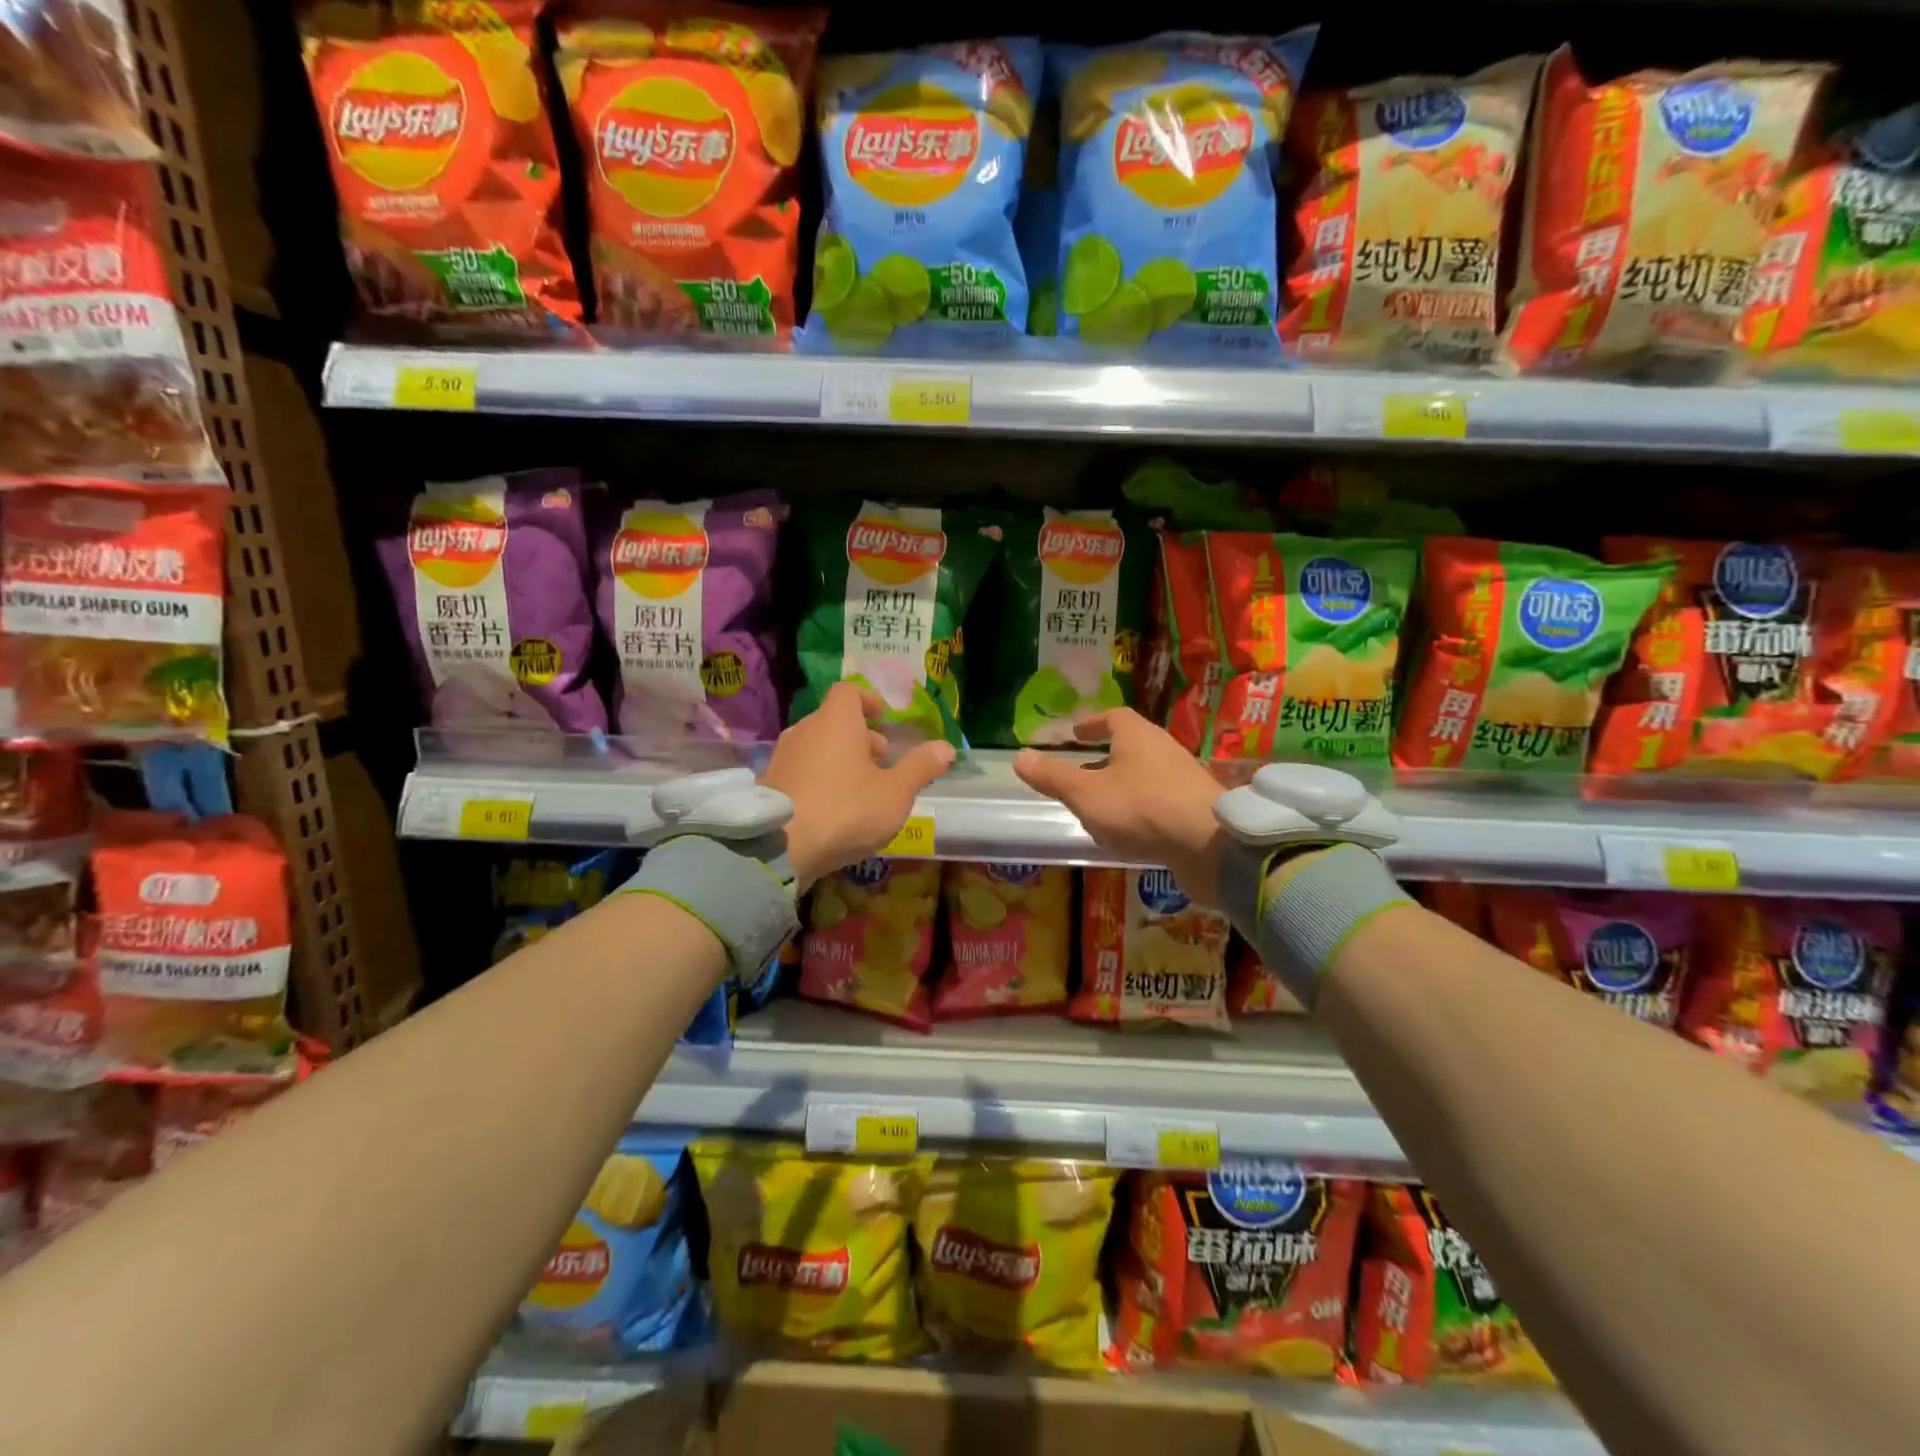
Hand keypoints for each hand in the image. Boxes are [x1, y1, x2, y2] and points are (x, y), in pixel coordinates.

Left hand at [762, 682, 954, 889]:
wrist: (779, 847)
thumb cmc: (846, 810)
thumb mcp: (895, 793)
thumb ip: (920, 768)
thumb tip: (946, 748)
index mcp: (836, 721)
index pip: (849, 692)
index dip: (868, 701)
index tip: (883, 718)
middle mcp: (805, 730)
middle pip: (834, 720)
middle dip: (860, 736)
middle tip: (881, 761)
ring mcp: (783, 756)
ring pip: (817, 746)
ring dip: (839, 758)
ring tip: (860, 787)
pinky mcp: (769, 783)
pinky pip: (801, 769)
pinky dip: (819, 778)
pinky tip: (832, 807)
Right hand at [1013, 709, 1226, 906]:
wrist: (1210, 846)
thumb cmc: (1141, 808)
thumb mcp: (1086, 794)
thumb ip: (1053, 777)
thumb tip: (1019, 757)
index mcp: (1137, 736)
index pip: (1113, 718)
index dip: (1092, 724)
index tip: (1075, 733)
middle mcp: (1163, 750)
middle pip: (1130, 746)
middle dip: (1104, 758)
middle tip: (1079, 772)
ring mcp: (1182, 780)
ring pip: (1144, 776)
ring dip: (1120, 786)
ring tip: (1097, 806)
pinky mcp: (1194, 810)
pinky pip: (1158, 802)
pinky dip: (1138, 810)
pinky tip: (1126, 832)